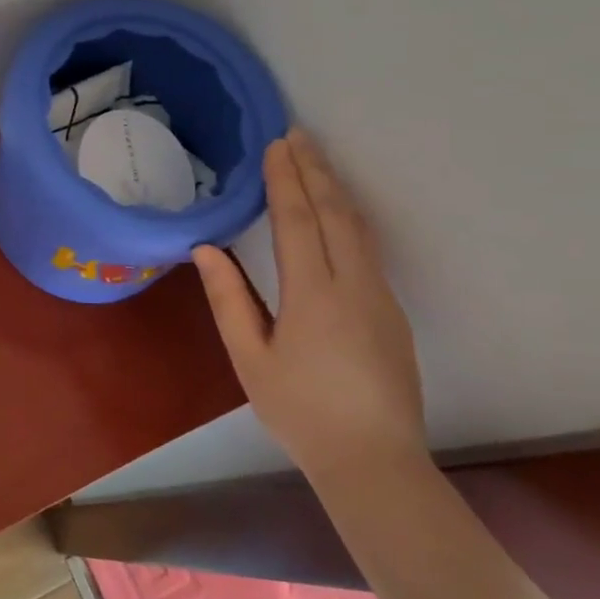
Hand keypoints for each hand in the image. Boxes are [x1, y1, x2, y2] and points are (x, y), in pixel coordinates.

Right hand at [193, 128, 424, 481]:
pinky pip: (368, 249)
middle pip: (336, 213)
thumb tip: (207, 250)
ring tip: (316, 161)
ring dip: (336, 190)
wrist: (375, 463)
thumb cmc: (301, 412)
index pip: (299, 221)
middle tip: (298, 135)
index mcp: (314, 295)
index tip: (277, 145)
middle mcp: (355, 286)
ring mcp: (381, 298)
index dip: (286, 180)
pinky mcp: (392, 313)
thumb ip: (229, 300)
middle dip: (316, 170)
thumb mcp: (250, 359)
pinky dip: (349, 218)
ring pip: (359, 229)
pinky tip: (338, 213)